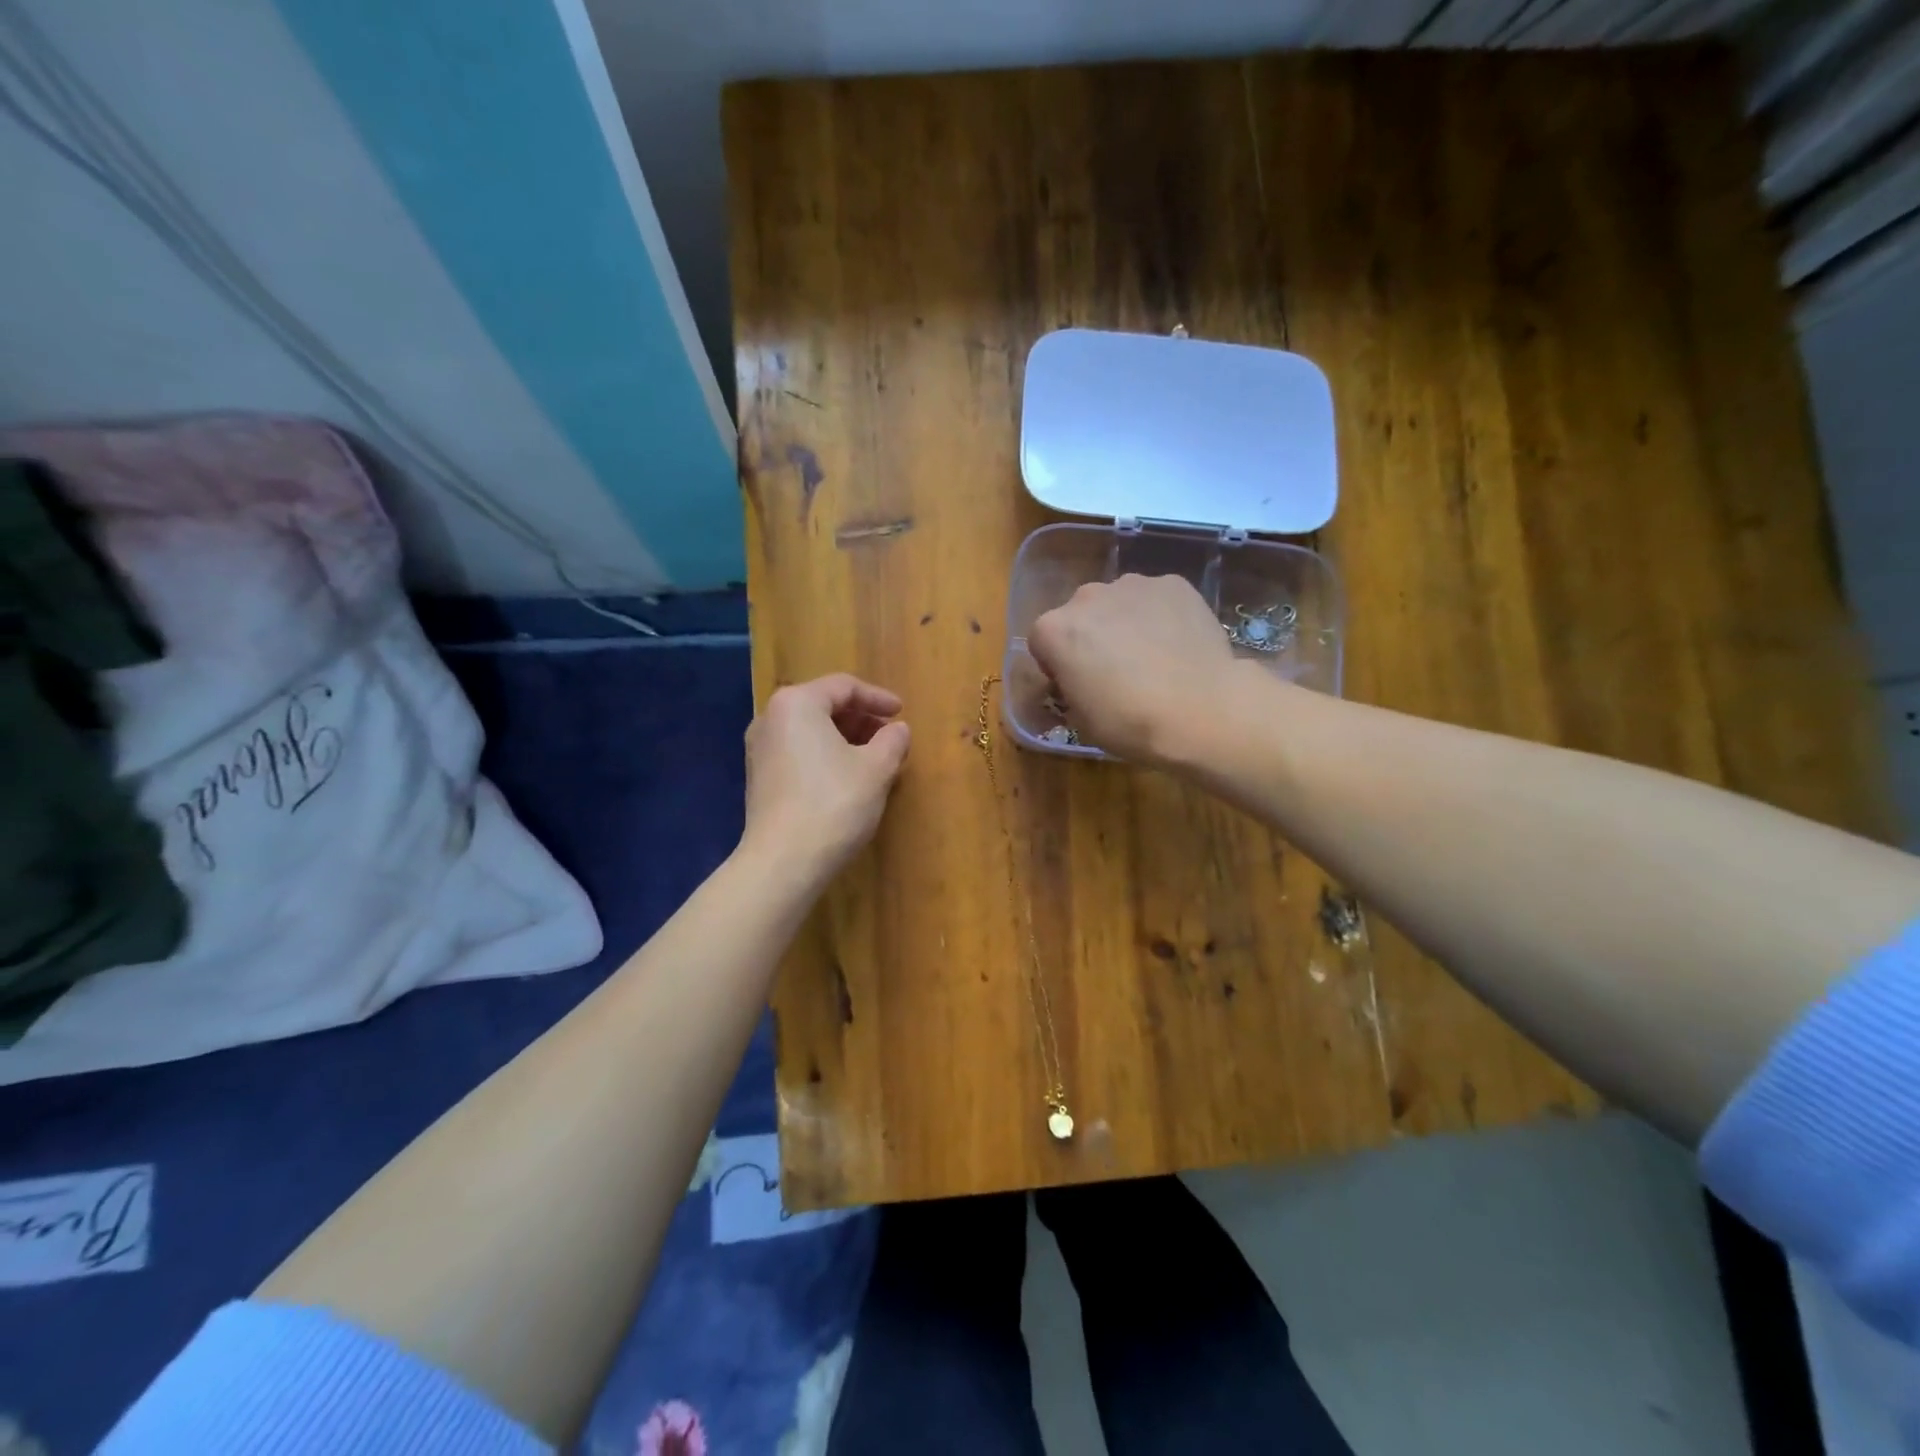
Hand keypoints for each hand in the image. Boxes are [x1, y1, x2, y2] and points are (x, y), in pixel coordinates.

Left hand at [742, 674, 910, 879]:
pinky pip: (799, 753)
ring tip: (874, 758)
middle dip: (861, 719)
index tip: (902, 713)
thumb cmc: (834, 803)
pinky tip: (848, 778)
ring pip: (811, 731)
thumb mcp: (877, 768)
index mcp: (797, 704)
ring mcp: (760, 750)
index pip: (844, 687)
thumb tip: (898, 729)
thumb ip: (892, 740)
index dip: (878, 698)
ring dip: (845, 739)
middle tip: (890, 737)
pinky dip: (826, 756)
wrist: (784, 862)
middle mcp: (770, 718)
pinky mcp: (759, 779)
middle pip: (824, 706)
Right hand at [1028, 575, 1237, 764]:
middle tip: (1115, 670)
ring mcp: (1132, 585)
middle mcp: (1086, 596)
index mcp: (1054, 630)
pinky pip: (1156, 598)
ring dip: (1125, 622)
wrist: (1200, 711)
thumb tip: (1078, 679)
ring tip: (1152, 655)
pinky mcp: (1173, 583)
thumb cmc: (1129, 722)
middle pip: (1080, 614)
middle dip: (1091, 637)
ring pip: (1119, 602)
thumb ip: (1069, 686)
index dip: (1058, 664)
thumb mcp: (1079, 718)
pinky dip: (1161, 614)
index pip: (1042, 642)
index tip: (1077, 685)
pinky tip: (1177, 644)